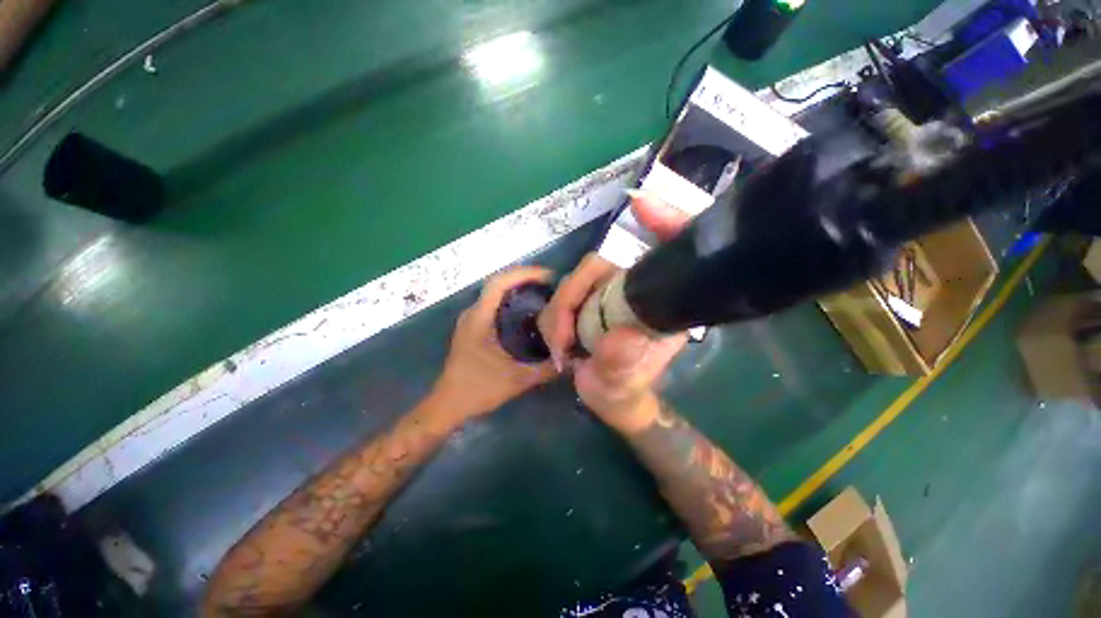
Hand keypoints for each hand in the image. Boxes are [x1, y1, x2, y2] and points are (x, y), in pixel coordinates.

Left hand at [431, 267, 557, 422]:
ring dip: (518, 288)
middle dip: (524, 278)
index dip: (524, 273)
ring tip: (543, 293)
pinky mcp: (473, 328)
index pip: (499, 282)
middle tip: (551, 285)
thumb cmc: (478, 389)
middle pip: (498, 283)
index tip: (548, 276)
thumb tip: (572, 359)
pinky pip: (494, 304)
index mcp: (479, 318)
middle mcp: (473, 313)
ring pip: (496, 293)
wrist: (448, 405)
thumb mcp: (516, 380)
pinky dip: (512, 301)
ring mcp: (471, 320)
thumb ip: (545, 370)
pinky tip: (528, 312)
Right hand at [538, 191, 692, 431]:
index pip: (666, 253)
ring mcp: (606, 294)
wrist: (608, 398)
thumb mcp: (625, 383)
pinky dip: (553, 321)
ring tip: (561, 350)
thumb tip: (618, 336)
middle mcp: (633, 290)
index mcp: (658, 303)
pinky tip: (559, 346)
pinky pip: (560, 297)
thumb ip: (622, 361)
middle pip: (595, 266)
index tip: (640, 204)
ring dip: (558, 316)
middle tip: (563, 339)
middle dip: (571, 298)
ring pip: (571, 282)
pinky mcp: (585, 302)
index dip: (663, 222)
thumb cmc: (625, 389)